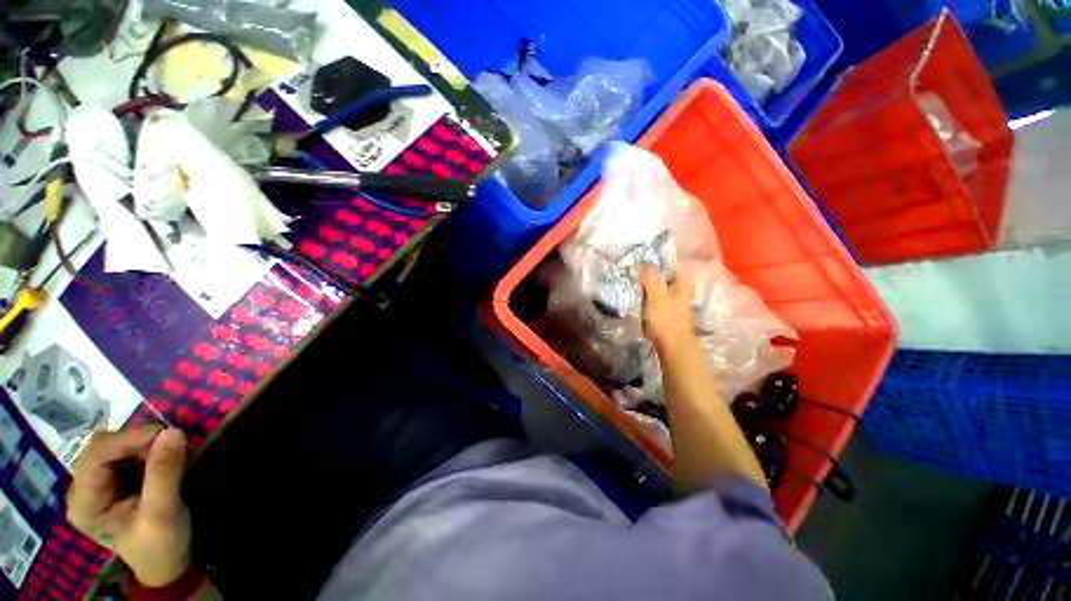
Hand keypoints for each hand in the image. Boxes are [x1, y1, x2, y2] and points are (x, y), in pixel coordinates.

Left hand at [67, 426, 191, 585]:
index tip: (167, 433)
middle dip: (136, 441)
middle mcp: (82, 489)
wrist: (165, 562)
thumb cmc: (160, 545)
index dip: (128, 439)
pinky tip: (159, 458)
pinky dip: (144, 449)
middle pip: (101, 447)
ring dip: (142, 444)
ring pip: (112, 445)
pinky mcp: (110, 480)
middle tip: (170, 444)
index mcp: (85, 504)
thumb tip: (173, 431)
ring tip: (168, 453)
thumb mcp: (163, 513)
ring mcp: (95, 483)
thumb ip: (164, 473)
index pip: (96, 456)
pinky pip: (122, 452)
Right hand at [638, 268, 693, 349]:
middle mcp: (682, 295)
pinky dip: (649, 301)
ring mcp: (676, 308)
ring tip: (636, 284)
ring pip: (663, 292)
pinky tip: (640, 302)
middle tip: (638, 270)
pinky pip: (658, 304)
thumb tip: (643, 264)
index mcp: (682, 286)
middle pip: (669, 279)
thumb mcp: (656, 295)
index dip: (663, 261)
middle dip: (655, 274)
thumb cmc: (666, 318)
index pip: (676, 266)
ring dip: (651, 288)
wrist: (673, 347)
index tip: (648, 258)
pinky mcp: (668, 319)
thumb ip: (650, 279)